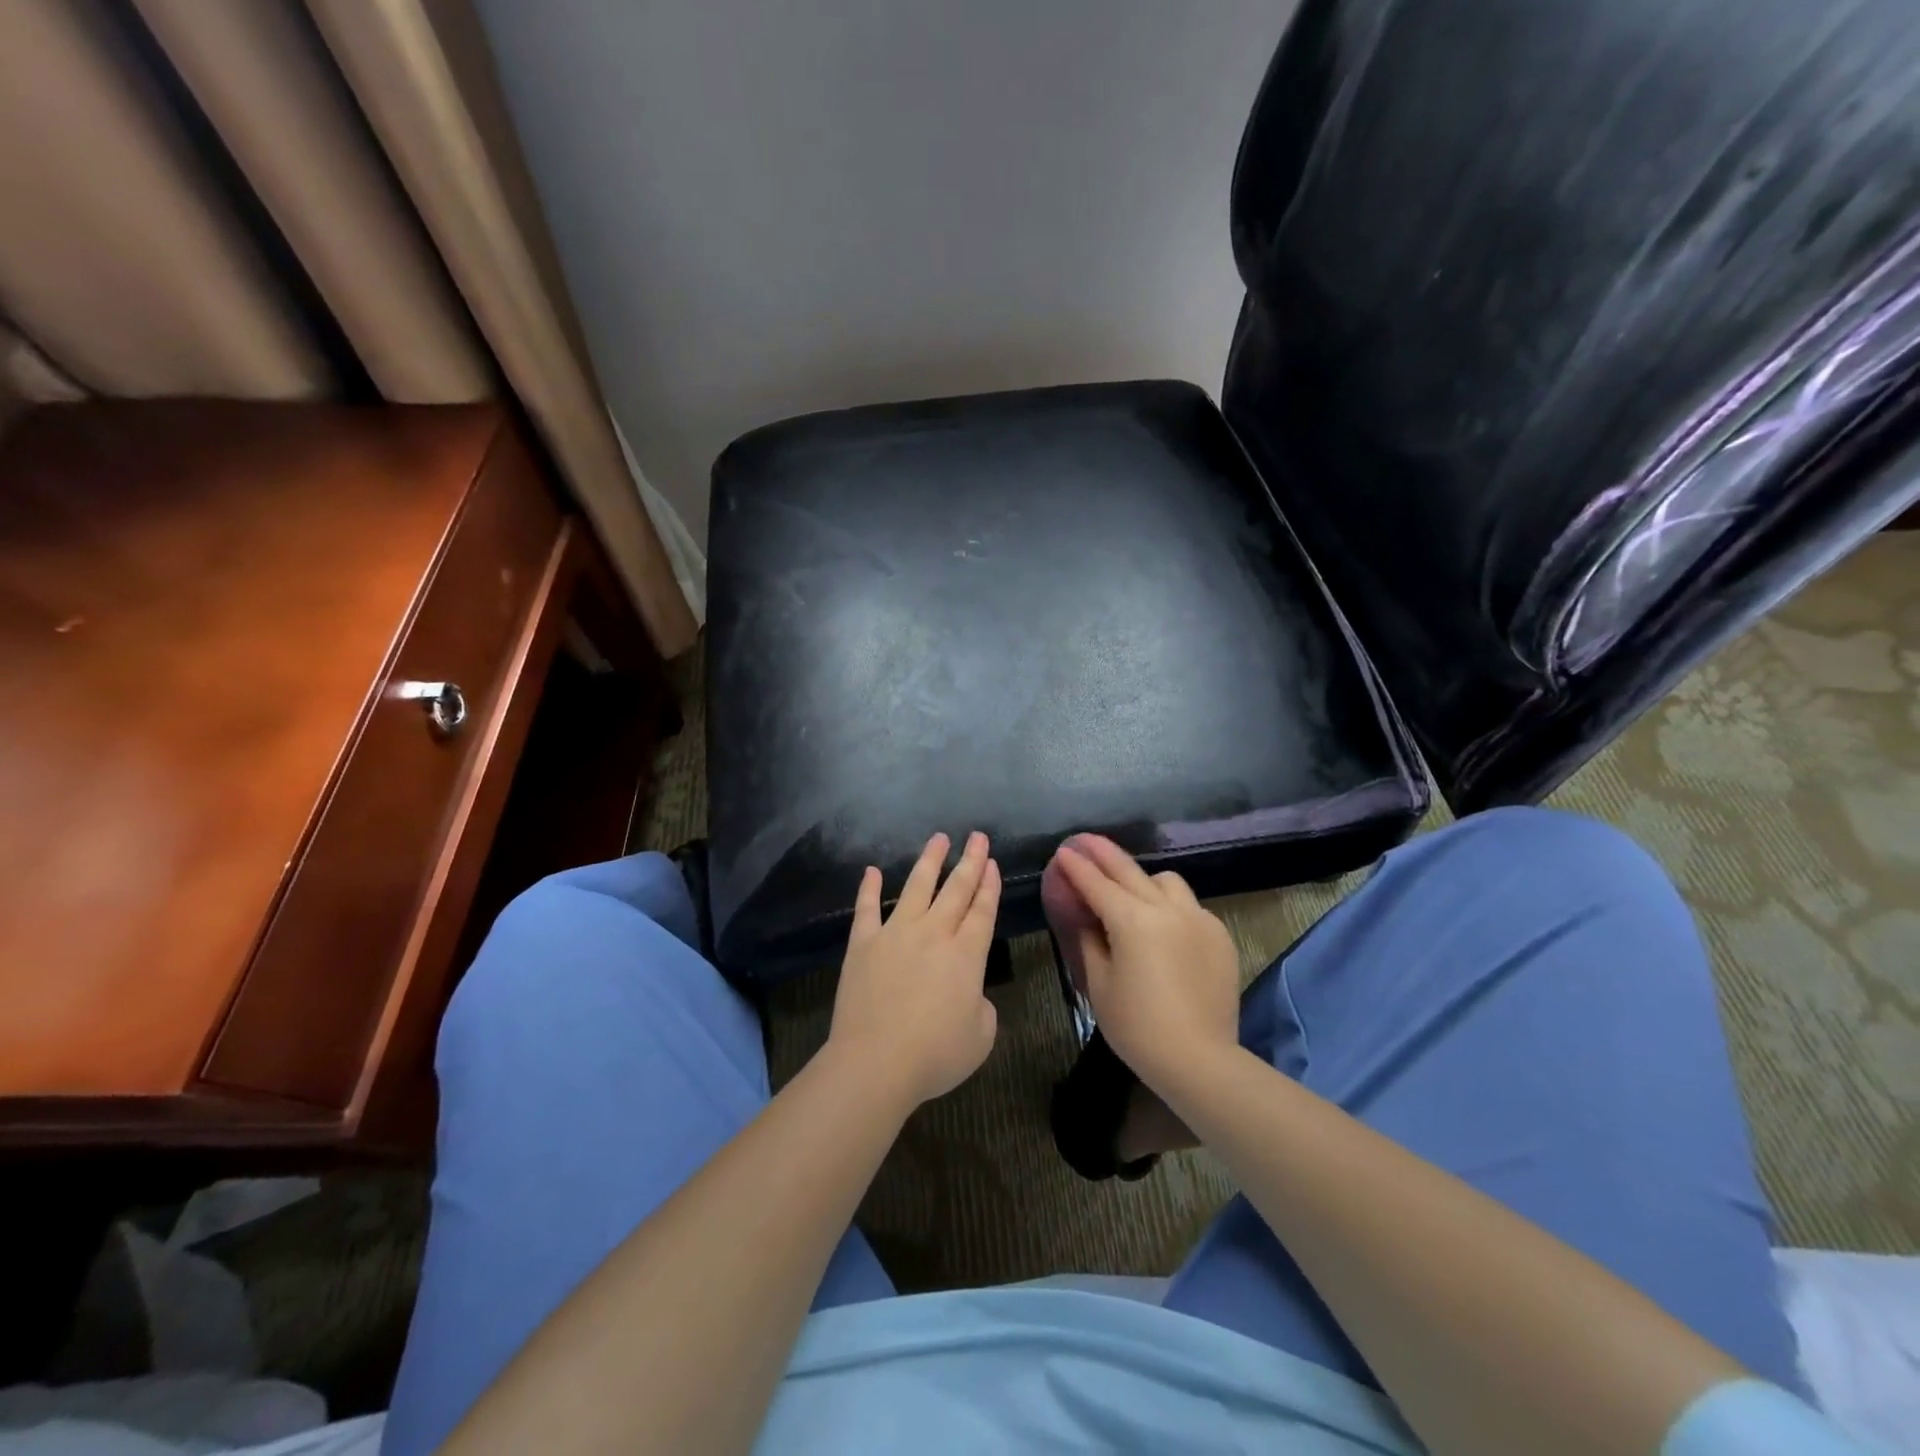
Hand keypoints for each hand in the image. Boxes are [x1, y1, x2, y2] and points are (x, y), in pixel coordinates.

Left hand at [828, 831, 1001, 1106]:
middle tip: (977, 836)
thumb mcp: (981, 1037)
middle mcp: (934, 933)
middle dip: (970, 860)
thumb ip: (981, 1007)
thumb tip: (969, 993)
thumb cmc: (935, 1055)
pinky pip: (867, 908)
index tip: (991, 861)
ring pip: (917, 886)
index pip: (983, 910)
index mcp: (966, 954)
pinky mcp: (863, 943)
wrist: (875, 1063)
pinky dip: (869, 887)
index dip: (989, 885)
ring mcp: (895, 933)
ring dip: (929, 861)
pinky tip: (872, 871)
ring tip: (938, 839)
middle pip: (956, 889)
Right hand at [1049, 834, 1239, 1093]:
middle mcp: (1167, 909)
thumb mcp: (1099, 984)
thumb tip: (1086, 916)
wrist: (1200, 1060)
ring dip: (1143, 879)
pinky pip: (1190, 906)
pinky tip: (1163, 926)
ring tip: (1130, 891)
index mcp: (1133, 921)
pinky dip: (1170, 906)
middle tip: (1086, 841)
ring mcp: (1198, 919)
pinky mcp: (1219, 935)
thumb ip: (1089, 940)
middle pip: (1130, 871)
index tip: (1064, 851)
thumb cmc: (1138, 1027)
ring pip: (1166, 882)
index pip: (1097, 884)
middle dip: (1104, 854)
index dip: (1077, 867)